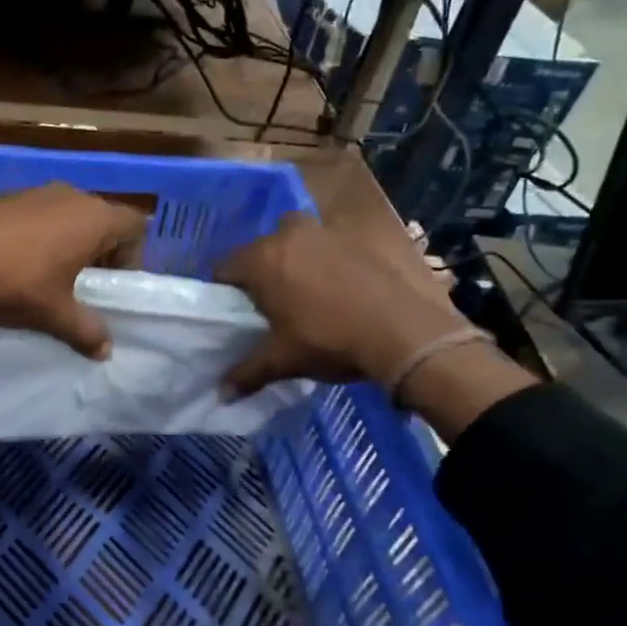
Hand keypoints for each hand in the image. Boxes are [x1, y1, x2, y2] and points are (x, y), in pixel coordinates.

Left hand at [0, 184, 146, 356]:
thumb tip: (105, 351)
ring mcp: (35, 192)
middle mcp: (70, 196)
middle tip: (85, 284)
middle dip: (100, 251)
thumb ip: (87, 331)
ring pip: (67, 214)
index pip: (135, 226)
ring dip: (67, 241)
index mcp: (94, 219)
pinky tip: (15, 262)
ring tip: (49, 276)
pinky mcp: (4, 196)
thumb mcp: (56, 315)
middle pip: (101, 218)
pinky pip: (36, 214)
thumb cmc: (17, 285)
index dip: (133, 255)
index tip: (113, 284)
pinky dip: (37, 234)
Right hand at [218, 211, 473, 395]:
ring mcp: (327, 232)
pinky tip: (339, 288)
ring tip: (305, 291)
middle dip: (261, 271)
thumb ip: (248, 373)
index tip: (234, 311)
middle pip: (260, 249)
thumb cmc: (330, 341)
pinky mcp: (359, 238)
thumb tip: (222, 393)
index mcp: (263, 260)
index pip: (224, 267)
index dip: (224, 290)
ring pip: (296, 239)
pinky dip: (327, 260)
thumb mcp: (283, 361)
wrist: (404, 332)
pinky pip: (329, 244)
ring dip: (294, 257)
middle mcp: (290, 235)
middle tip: (270, 303)